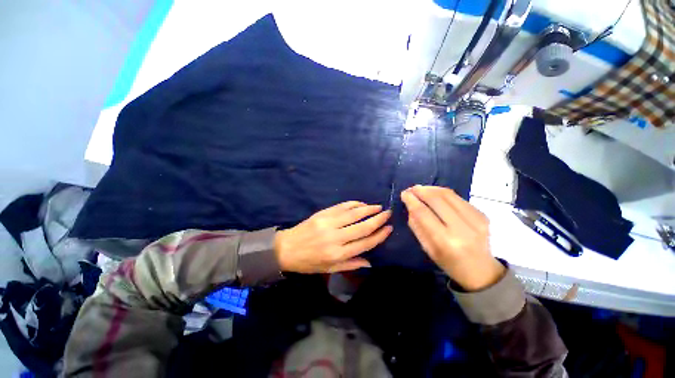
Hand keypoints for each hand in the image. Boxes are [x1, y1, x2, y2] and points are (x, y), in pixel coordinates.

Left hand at [274, 201, 391, 272]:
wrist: (287, 248)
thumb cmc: (309, 262)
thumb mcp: (329, 269)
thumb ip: (351, 264)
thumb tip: (370, 261)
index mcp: (338, 254)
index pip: (365, 243)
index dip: (379, 235)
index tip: (389, 228)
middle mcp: (335, 238)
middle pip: (362, 226)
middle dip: (378, 219)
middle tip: (388, 214)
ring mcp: (328, 223)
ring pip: (353, 214)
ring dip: (368, 209)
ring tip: (378, 207)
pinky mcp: (322, 214)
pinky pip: (341, 207)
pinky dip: (353, 204)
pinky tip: (361, 204)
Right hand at [401, 185, 504, 290]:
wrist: (481, 270)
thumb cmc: (449, 262)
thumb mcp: (427, 248)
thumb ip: (417, 225)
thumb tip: (410, 205)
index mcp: (446, 241)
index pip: (424, 213)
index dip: (412, 200)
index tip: (404, 193)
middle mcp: (463, 228)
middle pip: (437, 199)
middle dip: (420, 190)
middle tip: (411, 189)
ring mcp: (476, 219)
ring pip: (448, 194)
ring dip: (431, 188)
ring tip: (421, 189)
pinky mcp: (482, 214)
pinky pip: (458, 197)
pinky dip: (443, 193)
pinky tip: (435, 194)